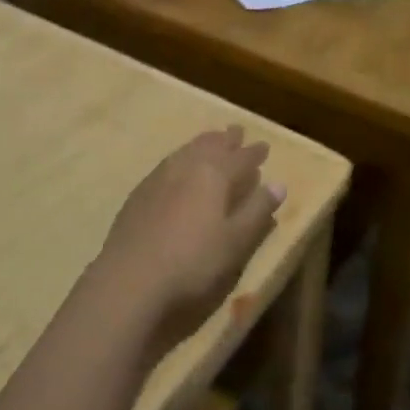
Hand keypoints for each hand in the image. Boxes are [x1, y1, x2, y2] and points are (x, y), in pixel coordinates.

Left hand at [96, 127, 285, 358]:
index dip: (254, 153)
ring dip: (203, 143)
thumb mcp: (235, 242)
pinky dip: (182, 157)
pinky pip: (169, 162)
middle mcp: (187, 166)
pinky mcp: (140, 191)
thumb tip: (279, 184)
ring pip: (187, 150)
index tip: (264, 146)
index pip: (240, 158)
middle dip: (227, 139)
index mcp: (214, 174)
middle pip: (211, 145)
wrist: (131, 278)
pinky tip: (179, 167)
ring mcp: (160, 176)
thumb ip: (256, 211)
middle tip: (237, 131)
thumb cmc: (192, 262)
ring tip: (211, 141)